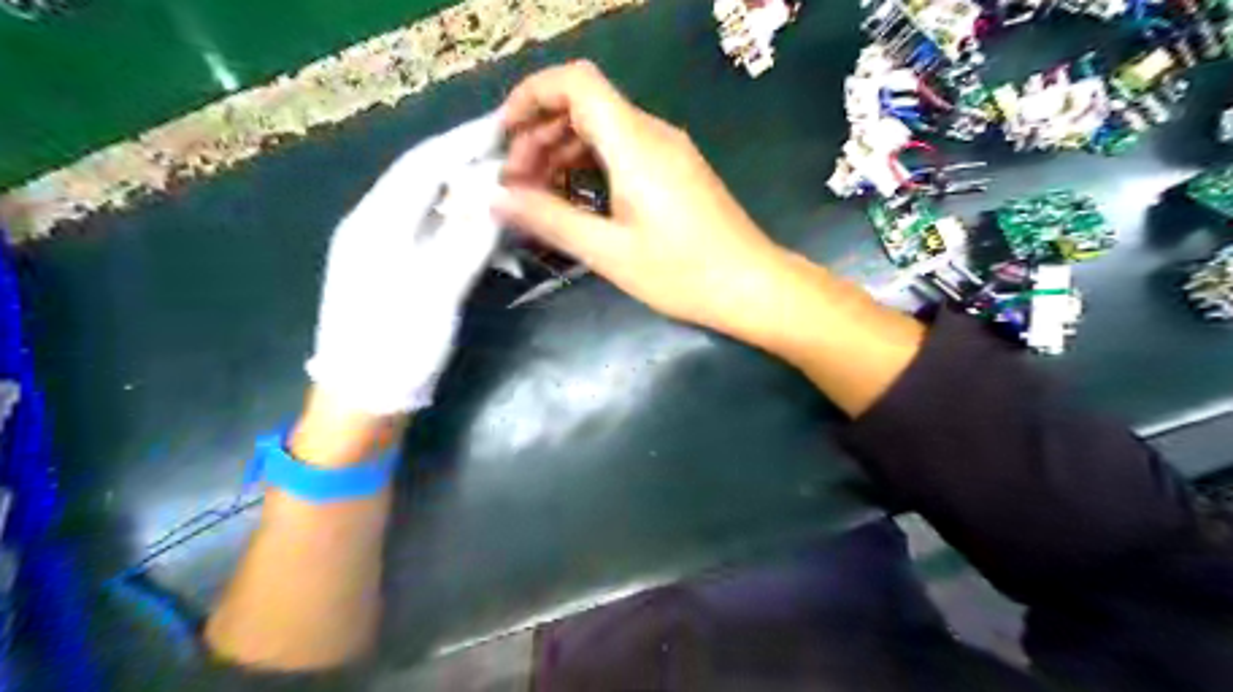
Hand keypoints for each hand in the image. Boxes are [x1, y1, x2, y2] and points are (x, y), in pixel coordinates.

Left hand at [308, 112, 504, 414]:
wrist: (360, 401)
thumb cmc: (395, 348)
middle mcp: (374, 224)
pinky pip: (434, 234)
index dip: (465, 140)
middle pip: (427, 179)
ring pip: (433, 207)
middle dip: (472, 165)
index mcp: (375, 223)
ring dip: (473, 200)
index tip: (507, 124)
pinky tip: (491, 241)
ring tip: (512, 201)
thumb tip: (499, 195)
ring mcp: (382, 247)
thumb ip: (469, 239)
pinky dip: (465, 230)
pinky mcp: (395, 269)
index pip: (424, 164)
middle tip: (517, 159)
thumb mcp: (436, 293)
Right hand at [495, 62, 795, 343]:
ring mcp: (668, 151)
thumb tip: (496, 198)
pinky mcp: (677, 171)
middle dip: (540, 135)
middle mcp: (652, 134)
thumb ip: (549, 219)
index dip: (531, 96)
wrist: (752, 286)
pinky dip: (591, 166)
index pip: (576, 82)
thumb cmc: (682, 272)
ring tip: (538, 196)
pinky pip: (624, 151)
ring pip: (603, 129)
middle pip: (585, 105)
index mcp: (634, 143)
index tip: (504, 137)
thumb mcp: (608, 251)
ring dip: (564, 153)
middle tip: (516, 184)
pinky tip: (577, 201)